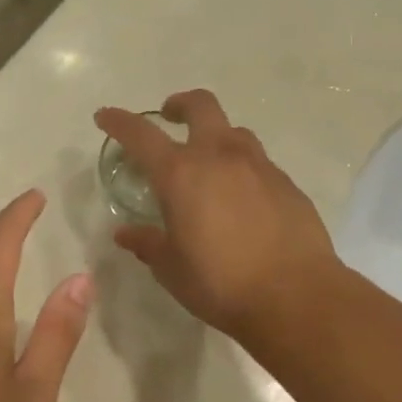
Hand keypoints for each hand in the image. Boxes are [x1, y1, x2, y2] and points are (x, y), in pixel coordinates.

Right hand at [95, 90, 339, 341]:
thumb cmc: (221, 283)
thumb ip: (148, 244)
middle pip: (200, 106)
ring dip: (215, 137)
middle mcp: (220, 157)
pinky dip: (242, 169)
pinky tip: (242, 200)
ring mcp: (259, 166)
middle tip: (169, 117)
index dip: (119, 121)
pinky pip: (259, 163)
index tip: (105, 116)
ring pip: (234, 132)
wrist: (296, 296)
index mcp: (181, 174)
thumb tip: (126, 233)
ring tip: (208, 165)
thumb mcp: (172, 269)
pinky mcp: (287, 184)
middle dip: (180, 104)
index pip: (142, 134)